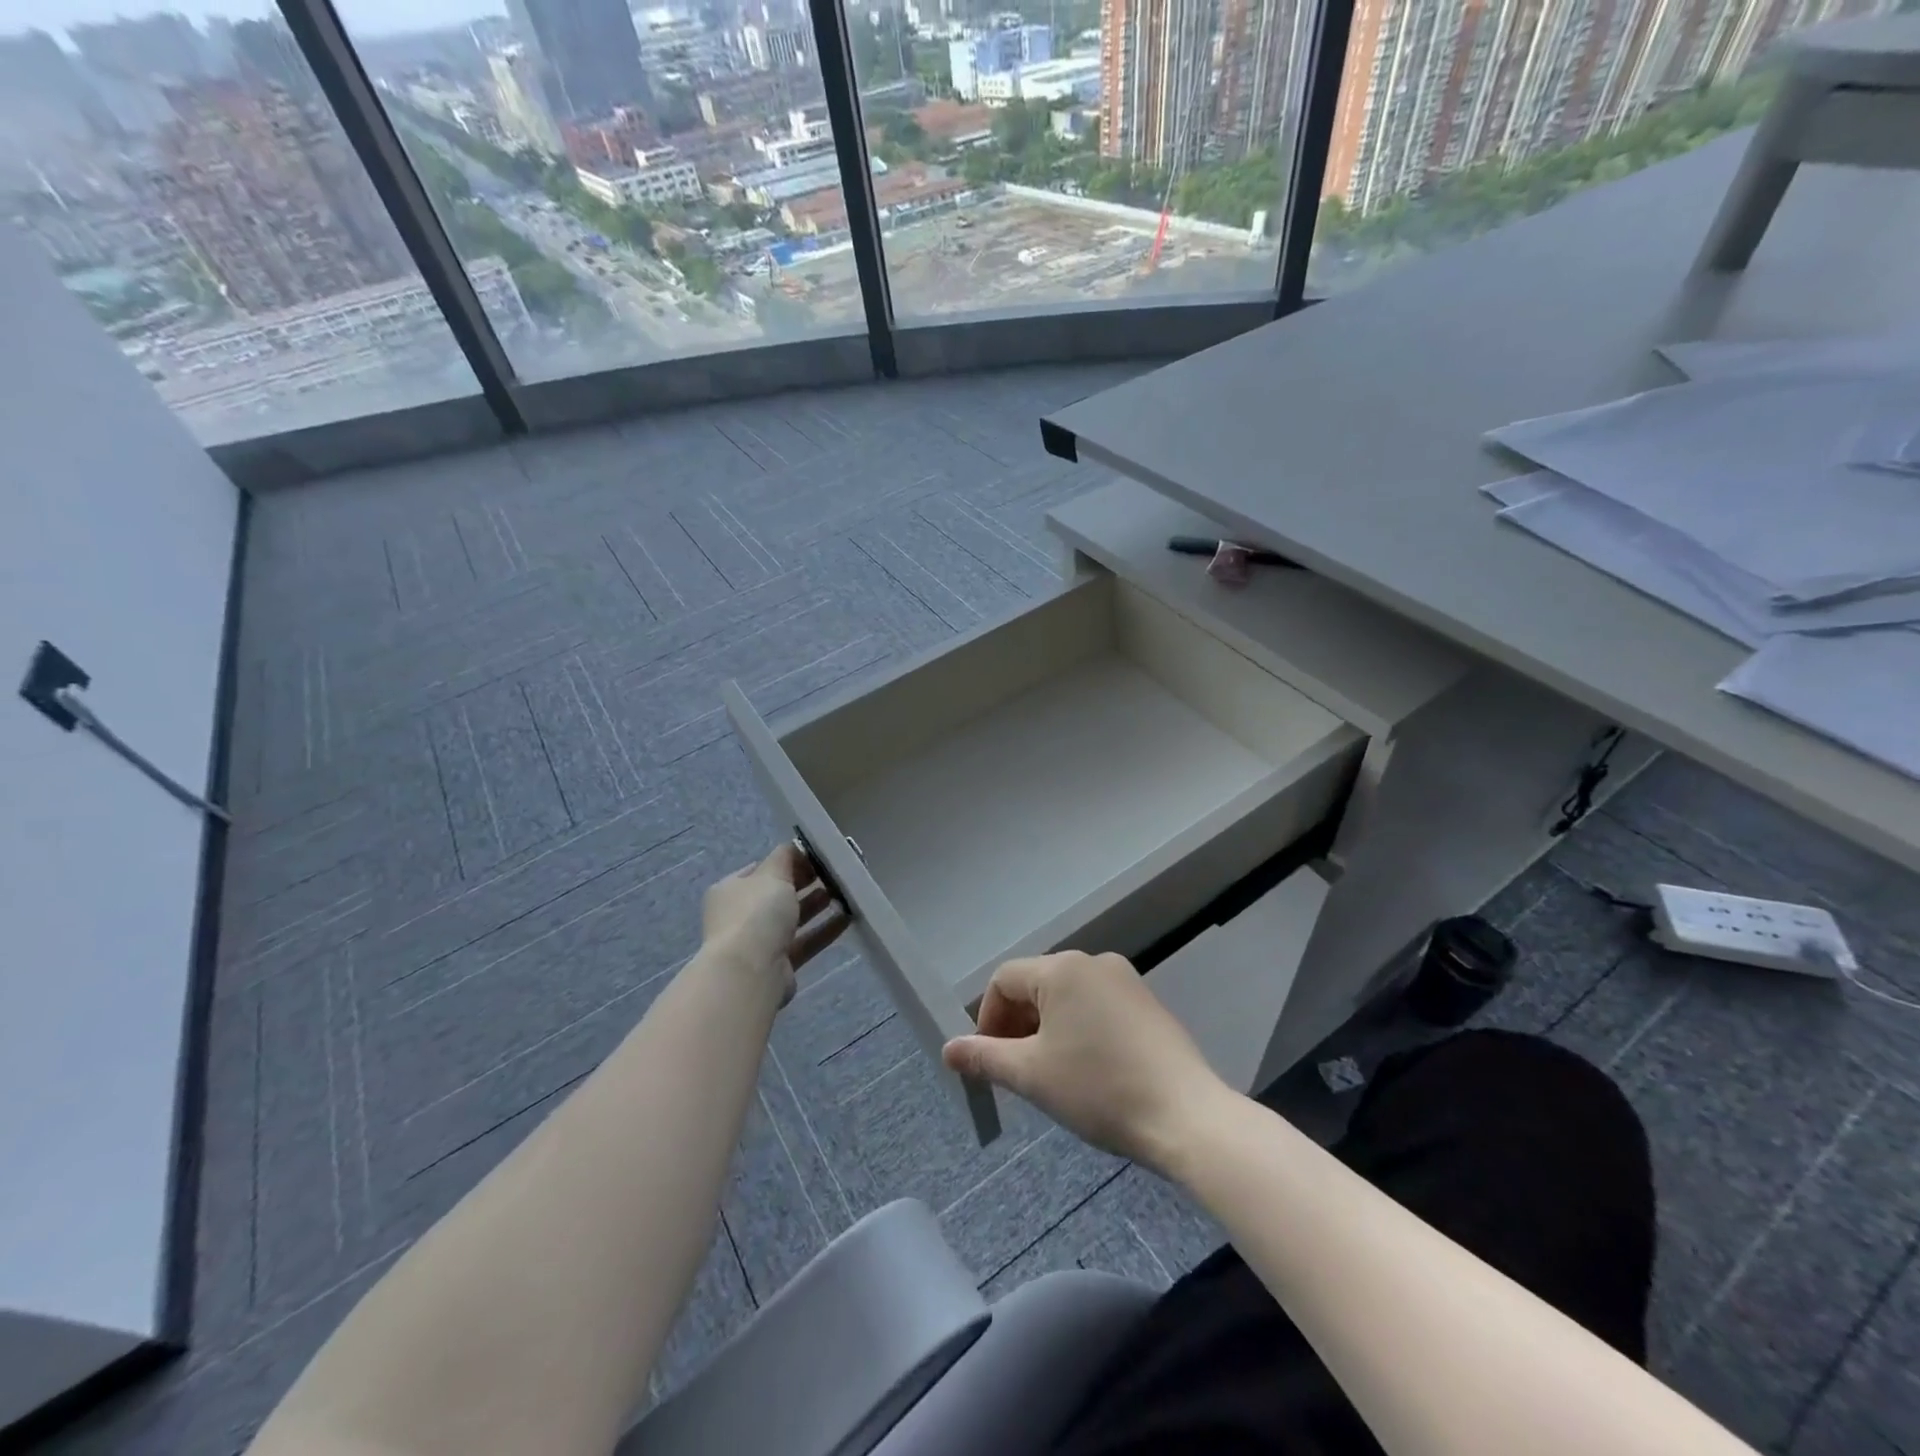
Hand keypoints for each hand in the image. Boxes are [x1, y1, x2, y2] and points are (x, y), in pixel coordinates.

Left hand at [702, 843, 849, 1003]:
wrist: (750, 972)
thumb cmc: (757, 914)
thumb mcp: (772, 874)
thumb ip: (786, 857)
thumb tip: (796, 847)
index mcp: (732, 889)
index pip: (762, 869)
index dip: (788, 861)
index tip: (815, 857)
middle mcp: (742, 915)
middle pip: (778, 894)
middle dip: (805, 883)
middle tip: (833, 874)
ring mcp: (759, 941)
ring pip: (793, 919)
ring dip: (816, 906)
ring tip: (843, 893)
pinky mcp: (779, 964)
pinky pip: (805, 942)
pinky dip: (824, 930)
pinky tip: (847, 918)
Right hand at [942, 951, 1231, 1173]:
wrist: (1186, 1116)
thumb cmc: (1099, 1089)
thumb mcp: (1032, 1075)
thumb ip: (984, 1057)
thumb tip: (947, 1049)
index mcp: (1061, 969)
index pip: (1004, 980)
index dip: (987, 1020)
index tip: (992, 1063)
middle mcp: (1093, 962)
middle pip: (1036, 985)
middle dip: (1017, 1026)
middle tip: (1019, 1073)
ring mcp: (1125, 980)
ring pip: (1067, 997)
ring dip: (1047, 1030)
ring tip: (1054, 1076)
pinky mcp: (1147, 1003)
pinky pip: (1097, 1006)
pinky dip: (1079, 1030)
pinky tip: (1090, 1071)